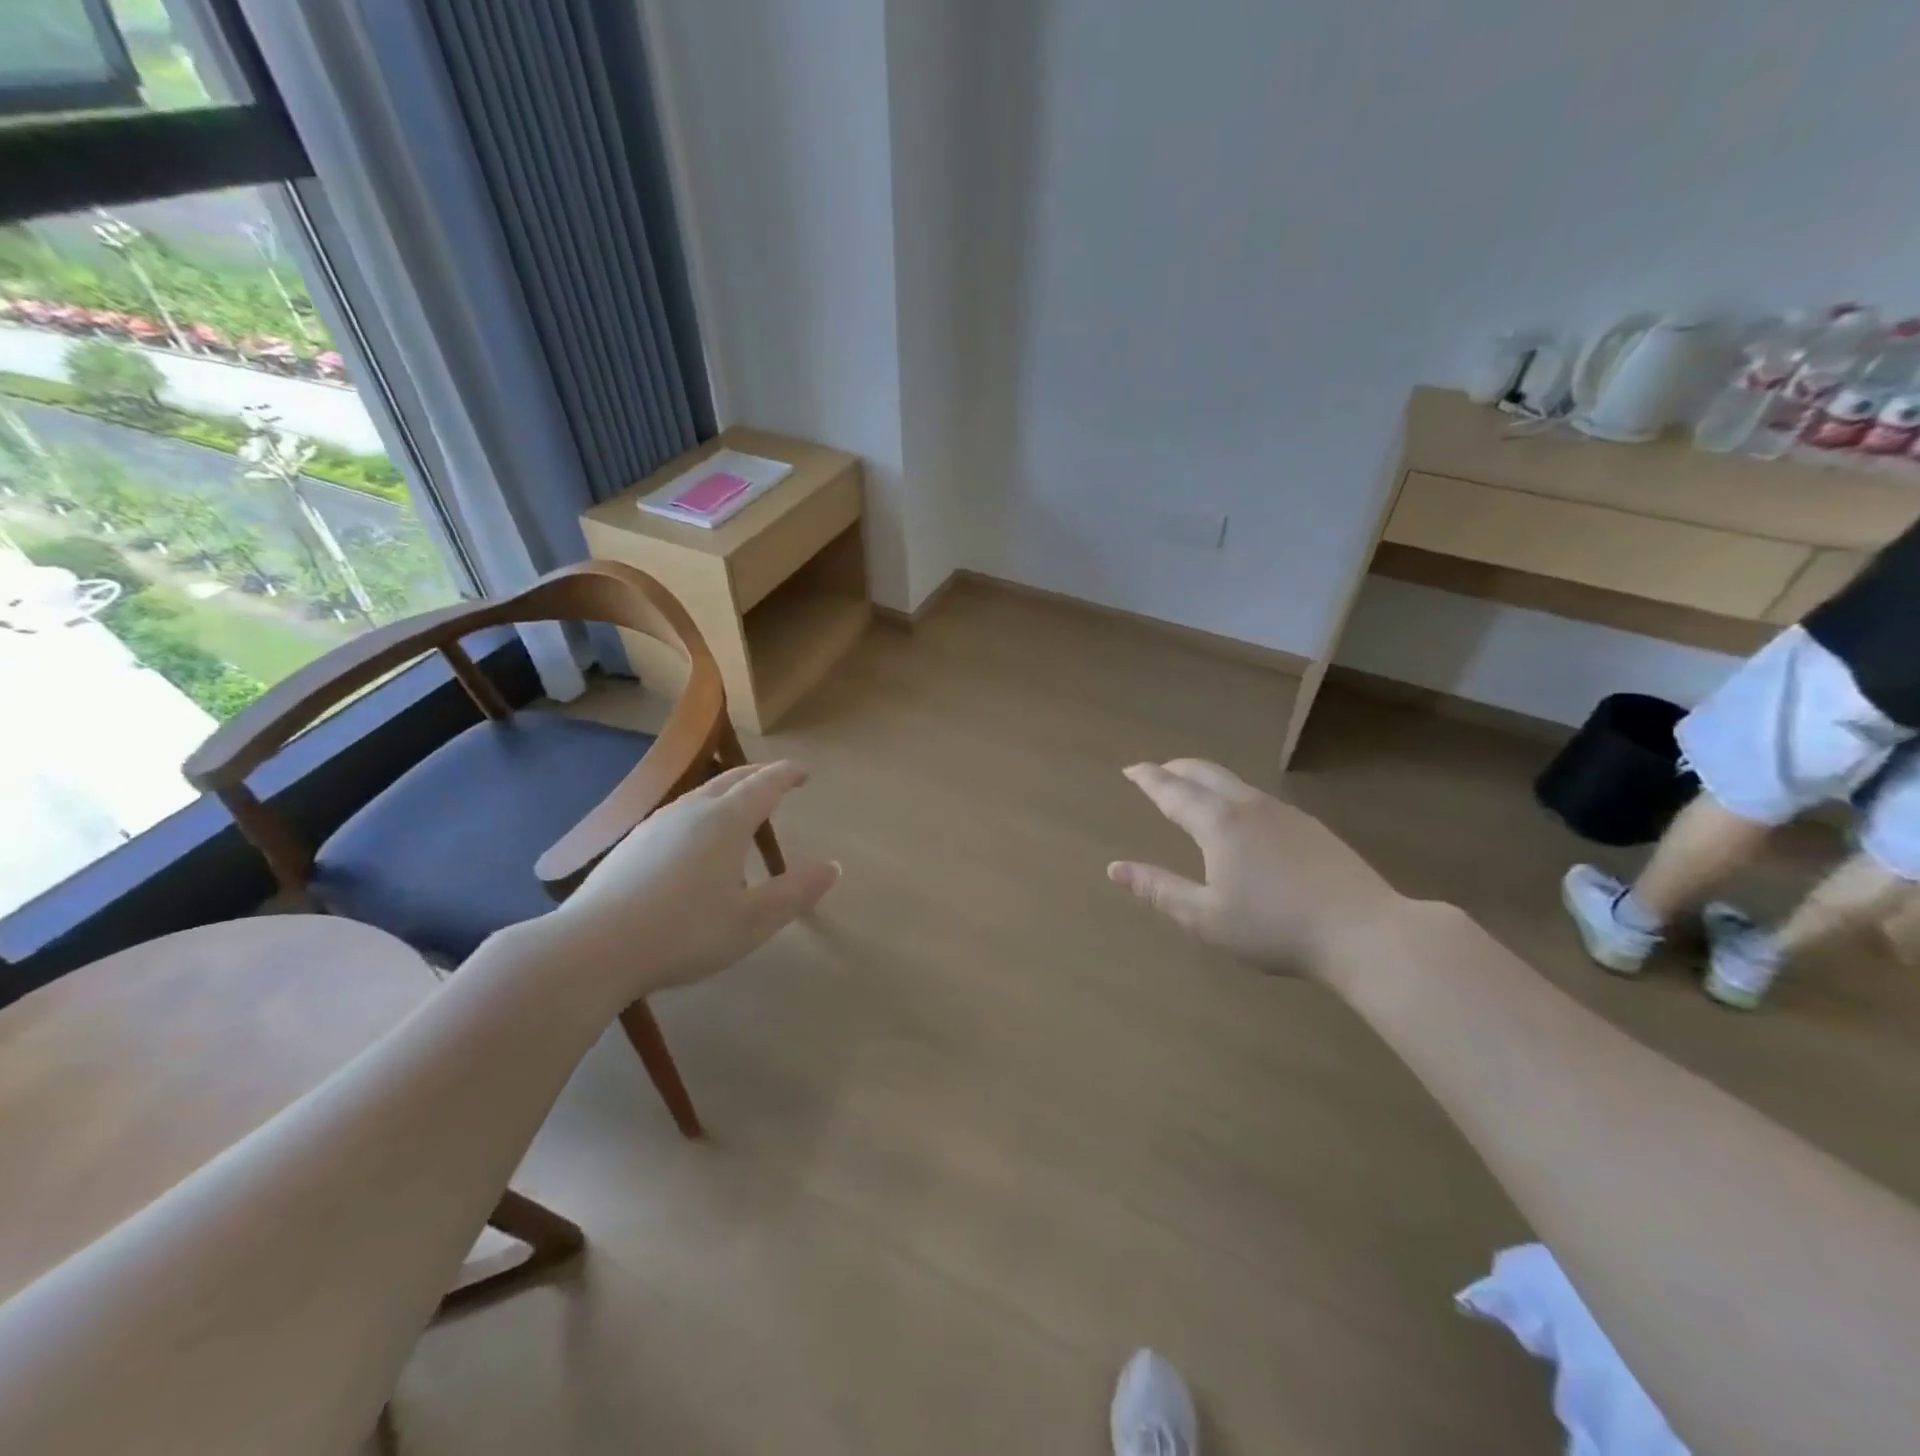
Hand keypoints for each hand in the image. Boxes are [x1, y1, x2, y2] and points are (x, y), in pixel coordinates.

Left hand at [546, 760, 839, 1000]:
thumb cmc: (684, 932)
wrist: (592, 948)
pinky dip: (701, 811)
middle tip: (778, 779)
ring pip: (700, 794)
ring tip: (739, 806)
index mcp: (725, 821)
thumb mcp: (752, 920)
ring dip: (727, 792)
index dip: (787, 775)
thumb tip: (831, 866)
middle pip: (731, 779)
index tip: (803, 772)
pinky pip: (678, 813)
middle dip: (759, 775)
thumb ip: (795, 892)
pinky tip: (693, 840)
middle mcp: (690, 811)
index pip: (764, 784)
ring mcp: (655, 825)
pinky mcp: (630, 845)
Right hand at [1109, 760, 1399, 983]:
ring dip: (1206, 779)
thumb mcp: (1205, 918)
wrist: (1365, 932)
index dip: (1148, 779)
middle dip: (1176, 769)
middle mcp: (1249, 807)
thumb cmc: (1274, 928)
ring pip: (1235, 783)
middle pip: (1205, 773)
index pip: (1173, 791)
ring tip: (1194, 791)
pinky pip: (1258, 799)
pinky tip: (1242, 819)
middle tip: (1157, 772)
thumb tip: (1115, 868)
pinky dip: (1233, 795)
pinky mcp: (1311, 828)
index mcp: (1218, 824)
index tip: (1131, 769)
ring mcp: (1284, 814)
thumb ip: (1159, 890)